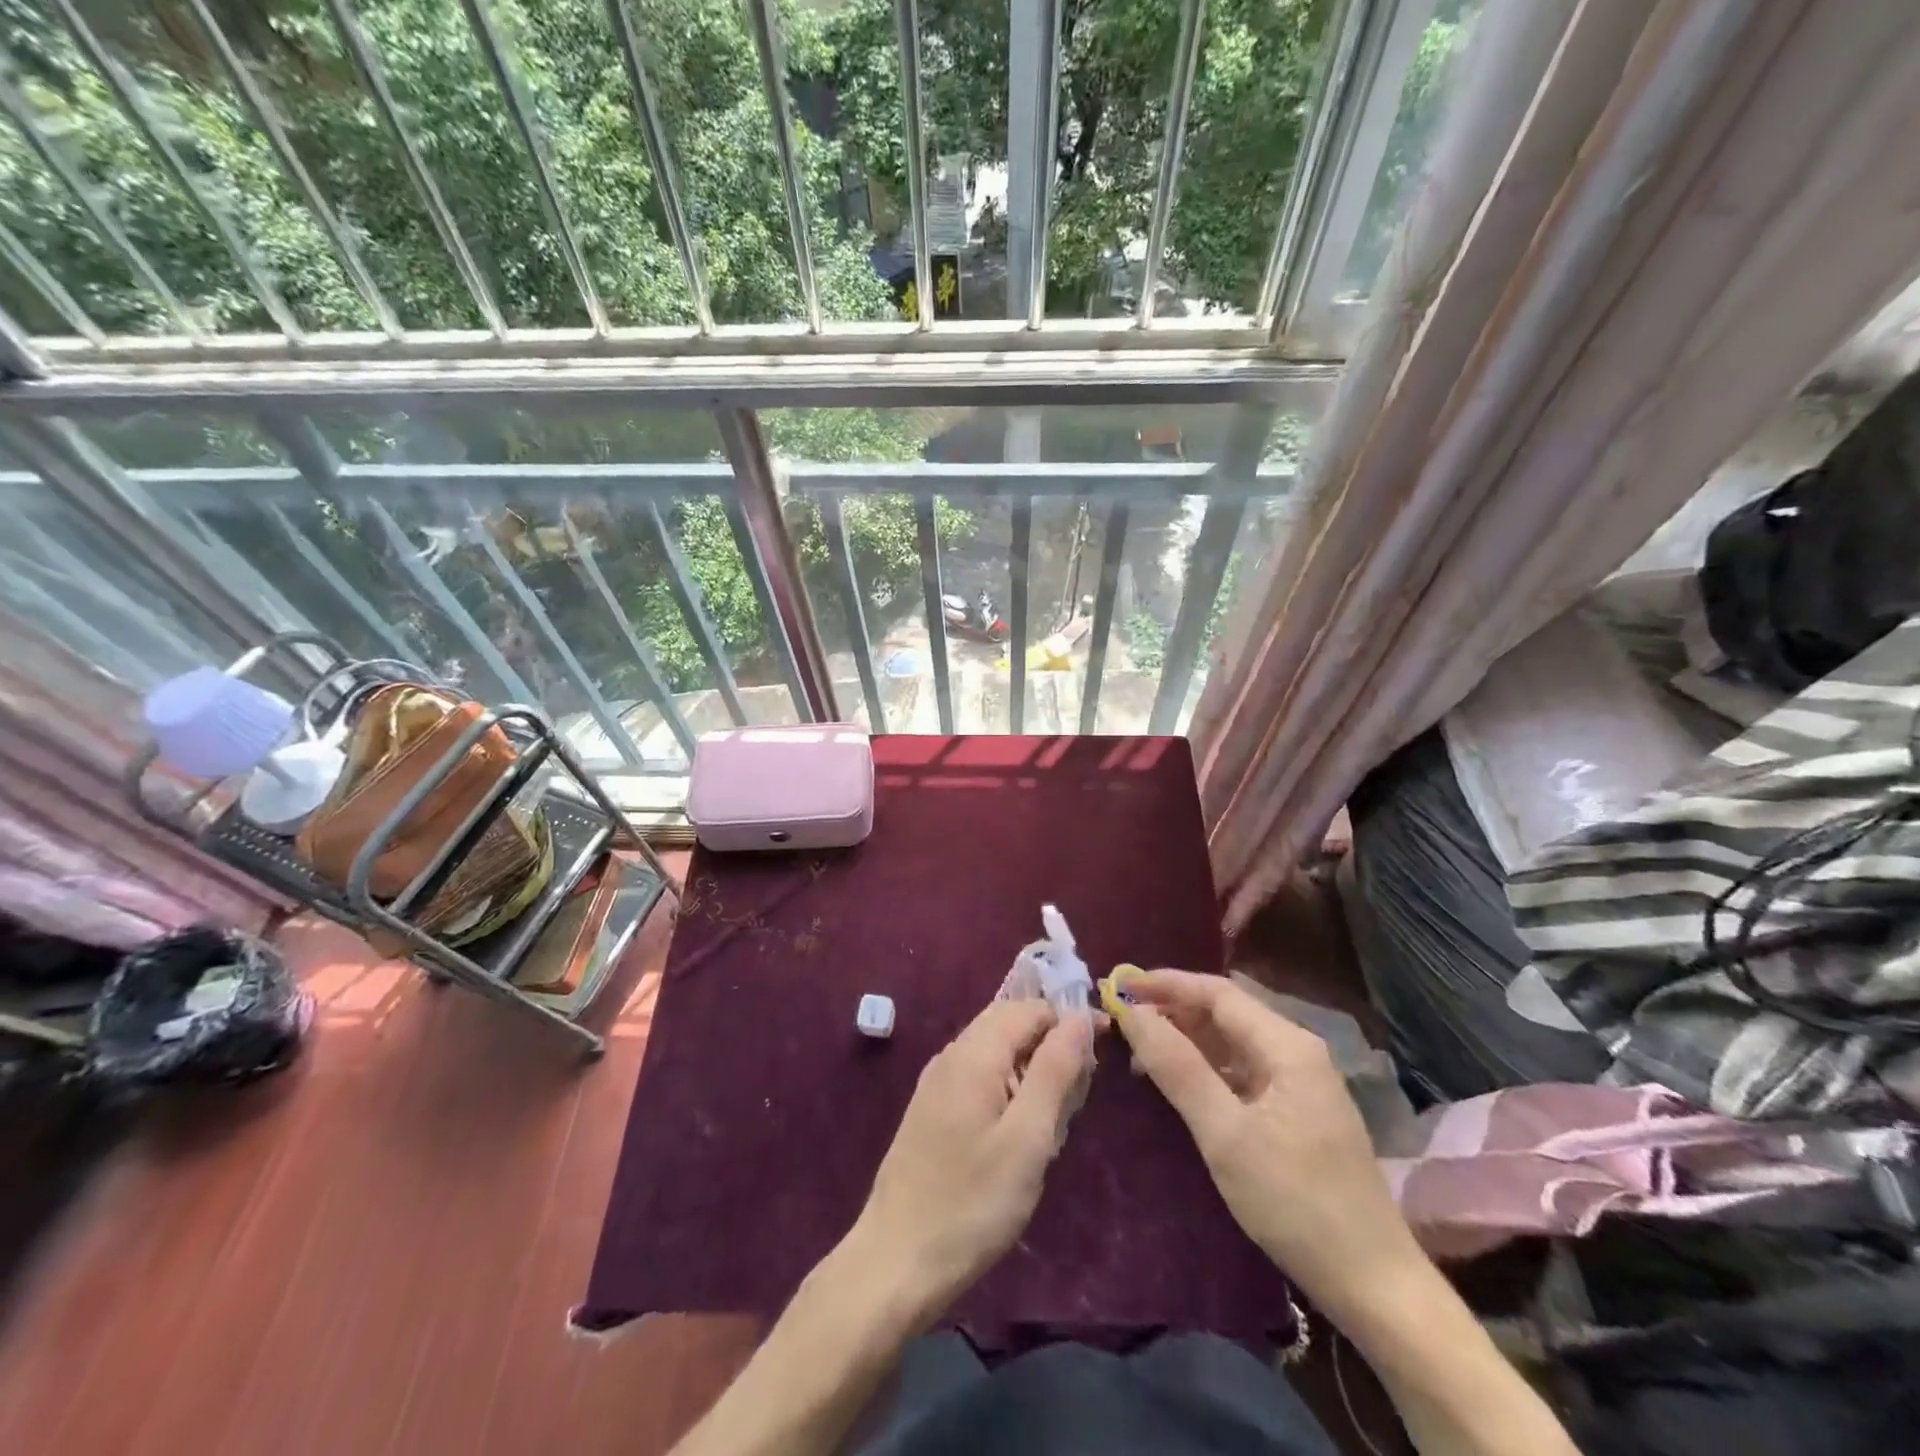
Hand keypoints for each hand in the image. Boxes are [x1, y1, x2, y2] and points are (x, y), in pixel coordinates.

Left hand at [847, 999, 1092, 1327]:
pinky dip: (1008, 1088)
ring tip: (1054, 1120)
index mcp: (974, 1053)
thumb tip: (1078, 1019)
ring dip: (1031, 1069)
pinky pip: (979, 1076)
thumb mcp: (1027, 1138)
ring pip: (995, 1050)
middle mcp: (952, 1054)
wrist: (895, 1261)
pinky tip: (1020, 1132)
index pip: (1030, 1008)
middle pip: (1010, 1023)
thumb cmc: (971, 1203)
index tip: (1102, 1057)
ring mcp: (937, 1082)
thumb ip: (1054, 1071)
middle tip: (1078, 1095)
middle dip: (1050, 1045)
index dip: (1069, 1023)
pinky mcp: (932, 1109)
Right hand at [1114, 969, 1421, 1317]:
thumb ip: (1177, 1067)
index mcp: (1287, 1045)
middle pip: (1226, 1012)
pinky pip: (1242, 1069)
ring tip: (1140, 1049)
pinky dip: (1206, 1067)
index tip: (1120, 988)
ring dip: (1187, 1038)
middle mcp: (1296, 1050)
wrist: (1374, 1286)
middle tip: (1123, 1019)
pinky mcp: (1297, 1110)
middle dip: (1173, 1009)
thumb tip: (1134, 1013)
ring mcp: (1300, 1081)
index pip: (1217, 992)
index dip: (1166, 984)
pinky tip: (1179, 1082)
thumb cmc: (1295, 1203)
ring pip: (1232, 1041)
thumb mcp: (1225, 1134)